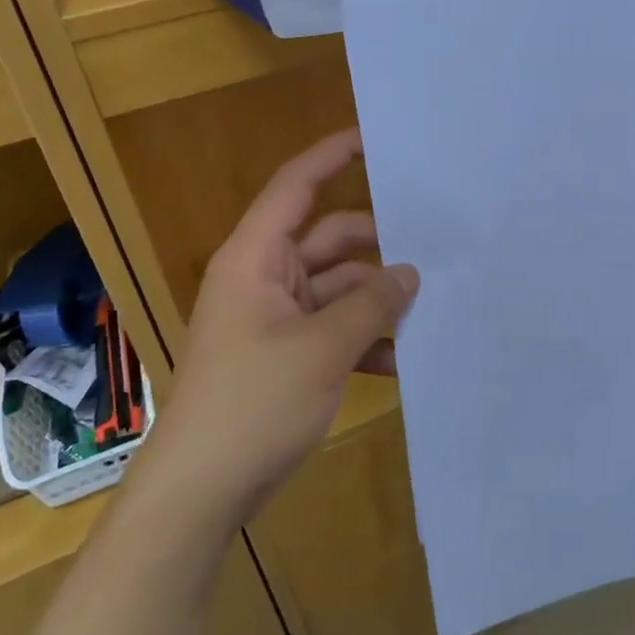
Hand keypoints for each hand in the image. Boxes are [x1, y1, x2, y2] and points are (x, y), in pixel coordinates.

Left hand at [150, 129, 418, 526]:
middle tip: (435, 249)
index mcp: (257, 258)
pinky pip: (333, 329)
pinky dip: (363, 339)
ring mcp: (275, 319)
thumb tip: (410, 273)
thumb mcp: (322, 349)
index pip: (296, 186)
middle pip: (330, 241)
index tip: (376, 140)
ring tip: (428, 313)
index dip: (332, 156)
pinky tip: (402, 360)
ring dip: (376, 302)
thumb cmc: (253, 403)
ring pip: (338, 289)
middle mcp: (265, 277)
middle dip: (378, 249)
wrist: (199, 494)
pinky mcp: (286, 355)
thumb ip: (371, 304)